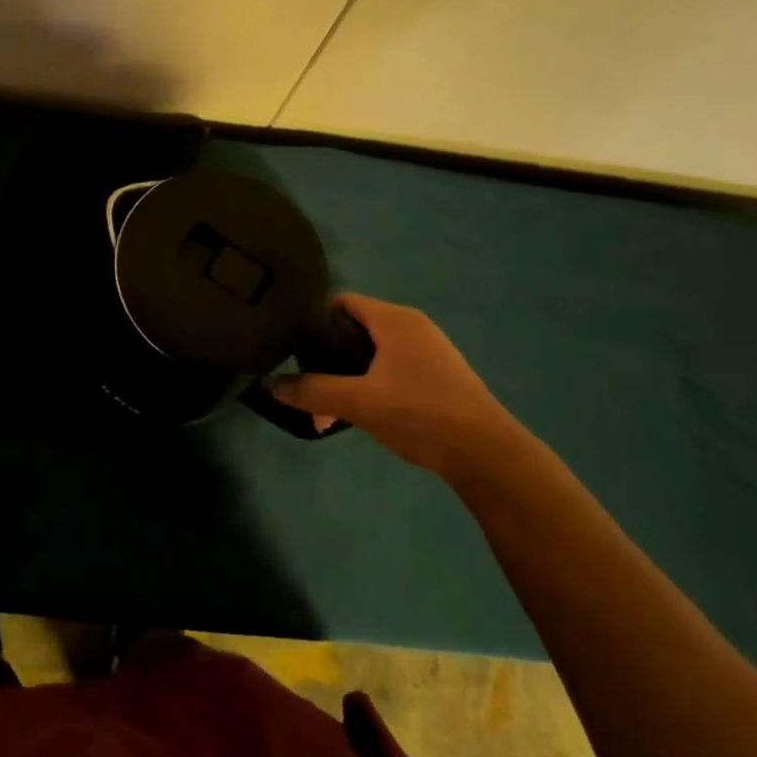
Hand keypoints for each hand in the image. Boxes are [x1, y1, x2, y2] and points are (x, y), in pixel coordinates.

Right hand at [271, 294, 530, 486]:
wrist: (486, 454)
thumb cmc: (420, 414)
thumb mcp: (359, 402)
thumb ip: (312, 391)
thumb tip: (270, 384)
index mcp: (394, 320)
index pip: (342, 302)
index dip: (314, 319)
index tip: (291, 345)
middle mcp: (412, 326)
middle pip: (354, 328)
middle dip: (326, 356)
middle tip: (306, 382)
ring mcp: (427, 350)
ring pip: (371, 353)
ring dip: (346, 376)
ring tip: (326, 409)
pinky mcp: (436, 375)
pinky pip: (390, 369)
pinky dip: (369, 385)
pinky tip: (358, 413)